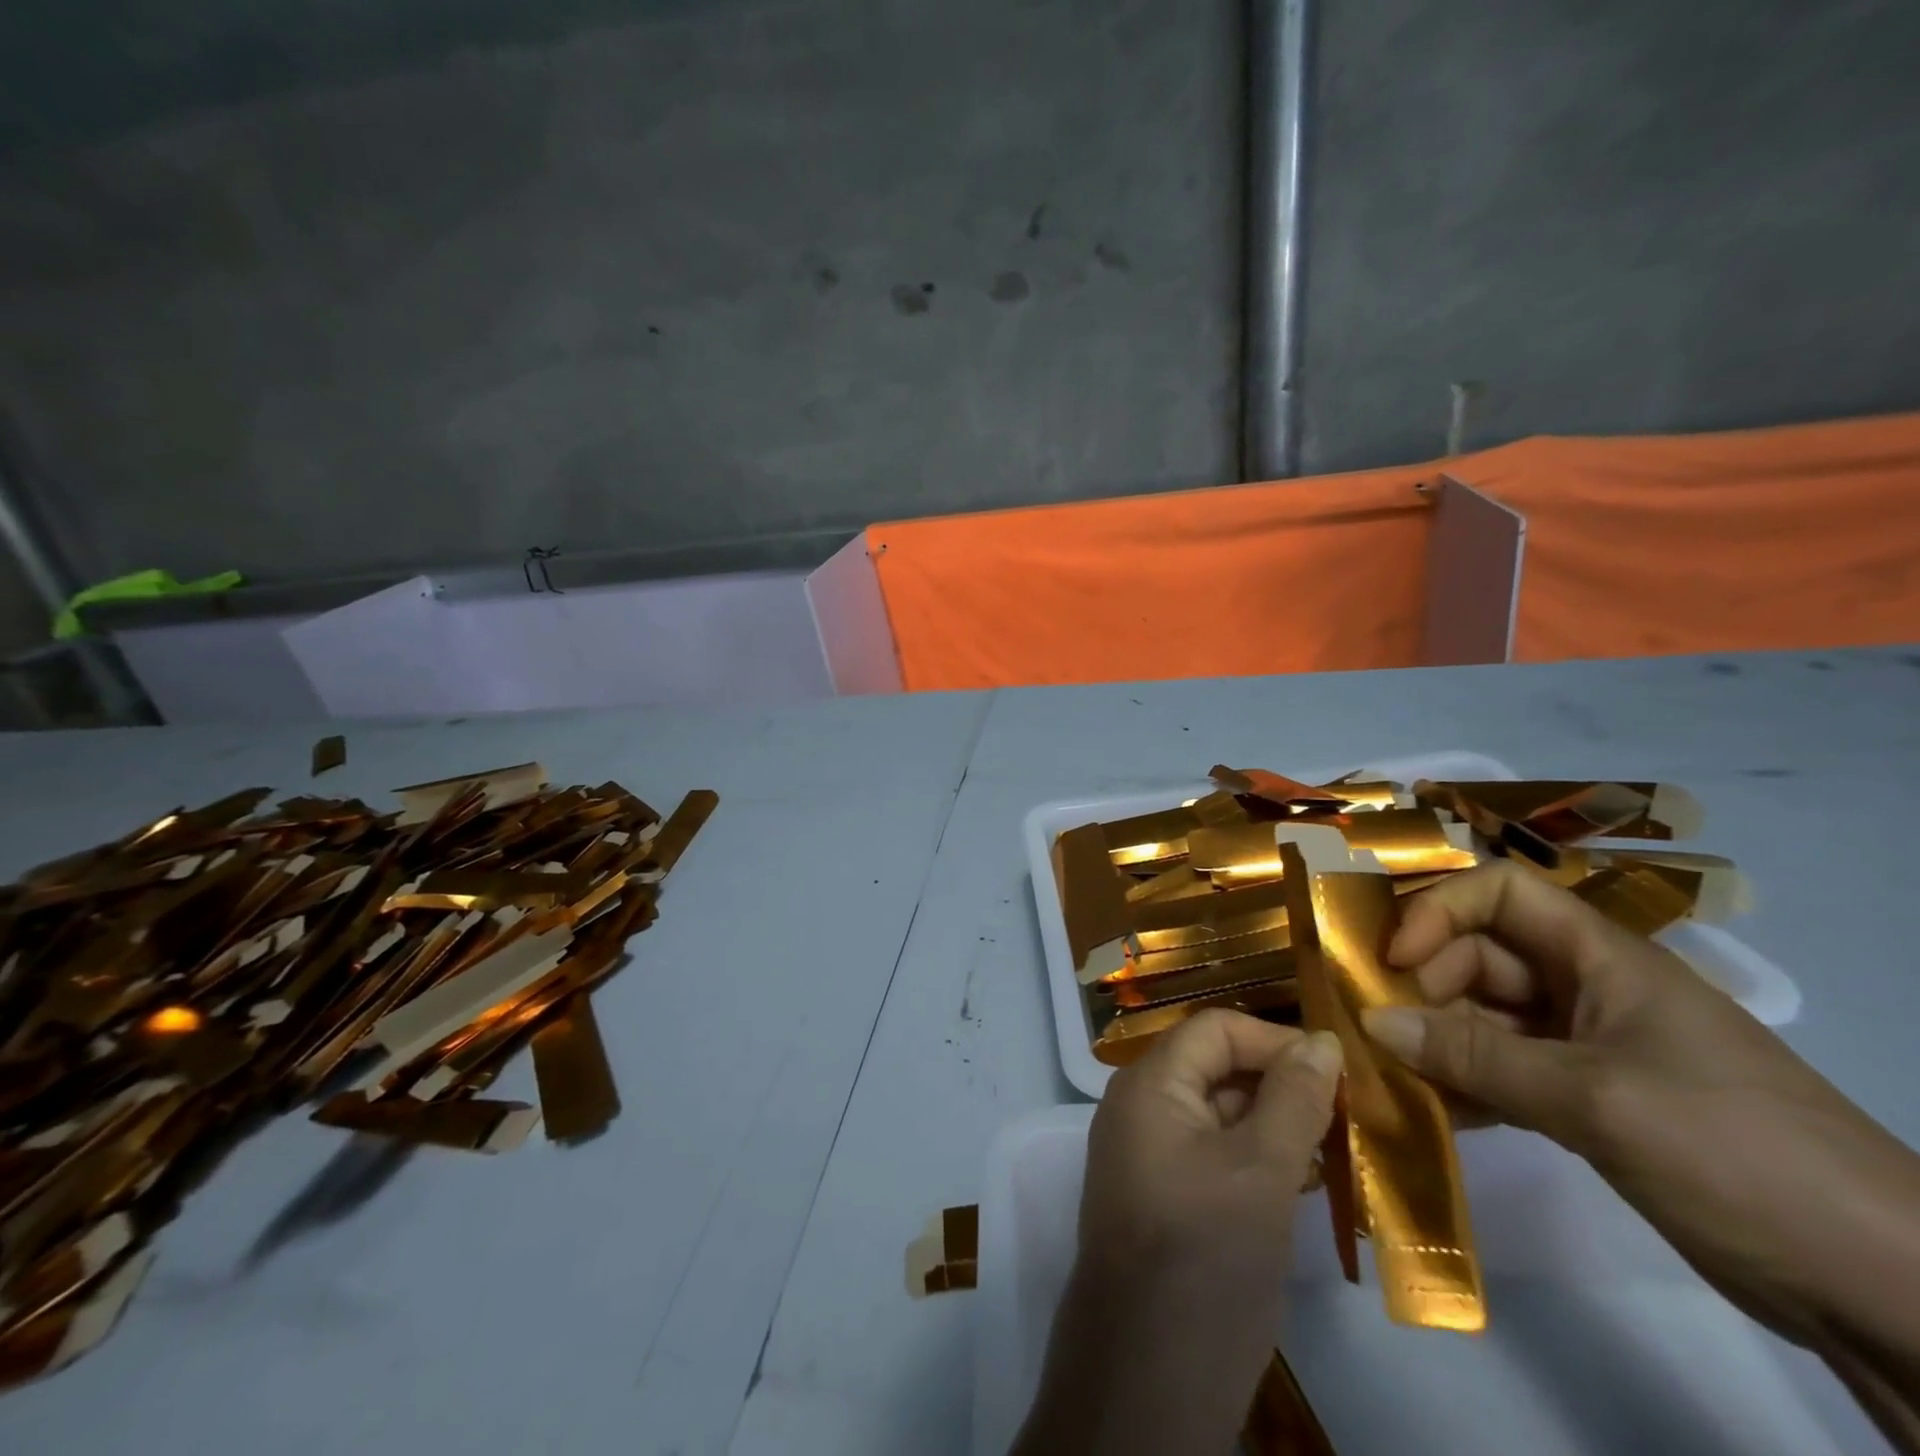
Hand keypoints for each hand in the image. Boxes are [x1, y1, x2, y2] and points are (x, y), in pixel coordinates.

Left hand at [1082, 1010, 1342, 1278]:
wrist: (1147, 1375)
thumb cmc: (1205, 1255)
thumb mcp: (1260, 1171)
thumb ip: (1293, 1100)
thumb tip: (1322, 1040)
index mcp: (1151, 1084)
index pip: (1216, 1030)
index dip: (1276, 1040)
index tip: (1338, 1072)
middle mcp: (1142, 1106)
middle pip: (1216, 1066)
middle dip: (1281, 1082)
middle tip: (1350, 1115)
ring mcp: (1150, 1153)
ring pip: (1220, 1113)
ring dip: (1277, 1123)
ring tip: (1340, 1149)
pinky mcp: (1166, 1196)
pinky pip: (1215, 1154)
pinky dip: (1260, 1159)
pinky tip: (1308, 1184)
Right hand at [1361, 861, 1919, 1447]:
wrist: (1881, 1287)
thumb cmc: (1733, 1151)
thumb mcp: (1594, 1099)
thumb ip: (1476, 1057)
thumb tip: (1373, 1021)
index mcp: (1603, 959)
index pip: (1501, 893)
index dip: (1439, 911)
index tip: (1395, 959)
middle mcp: (1589, 989)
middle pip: (1482, 956)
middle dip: (1426, 984)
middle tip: (1381, 1030)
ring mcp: (1590, 1048)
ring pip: (1487, 1017)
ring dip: (1437, 1039)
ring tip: (1390, 1073)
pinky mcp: (1591, 1102)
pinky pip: (1505, 1071)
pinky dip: (1465, 1084)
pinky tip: (1431, 1112)